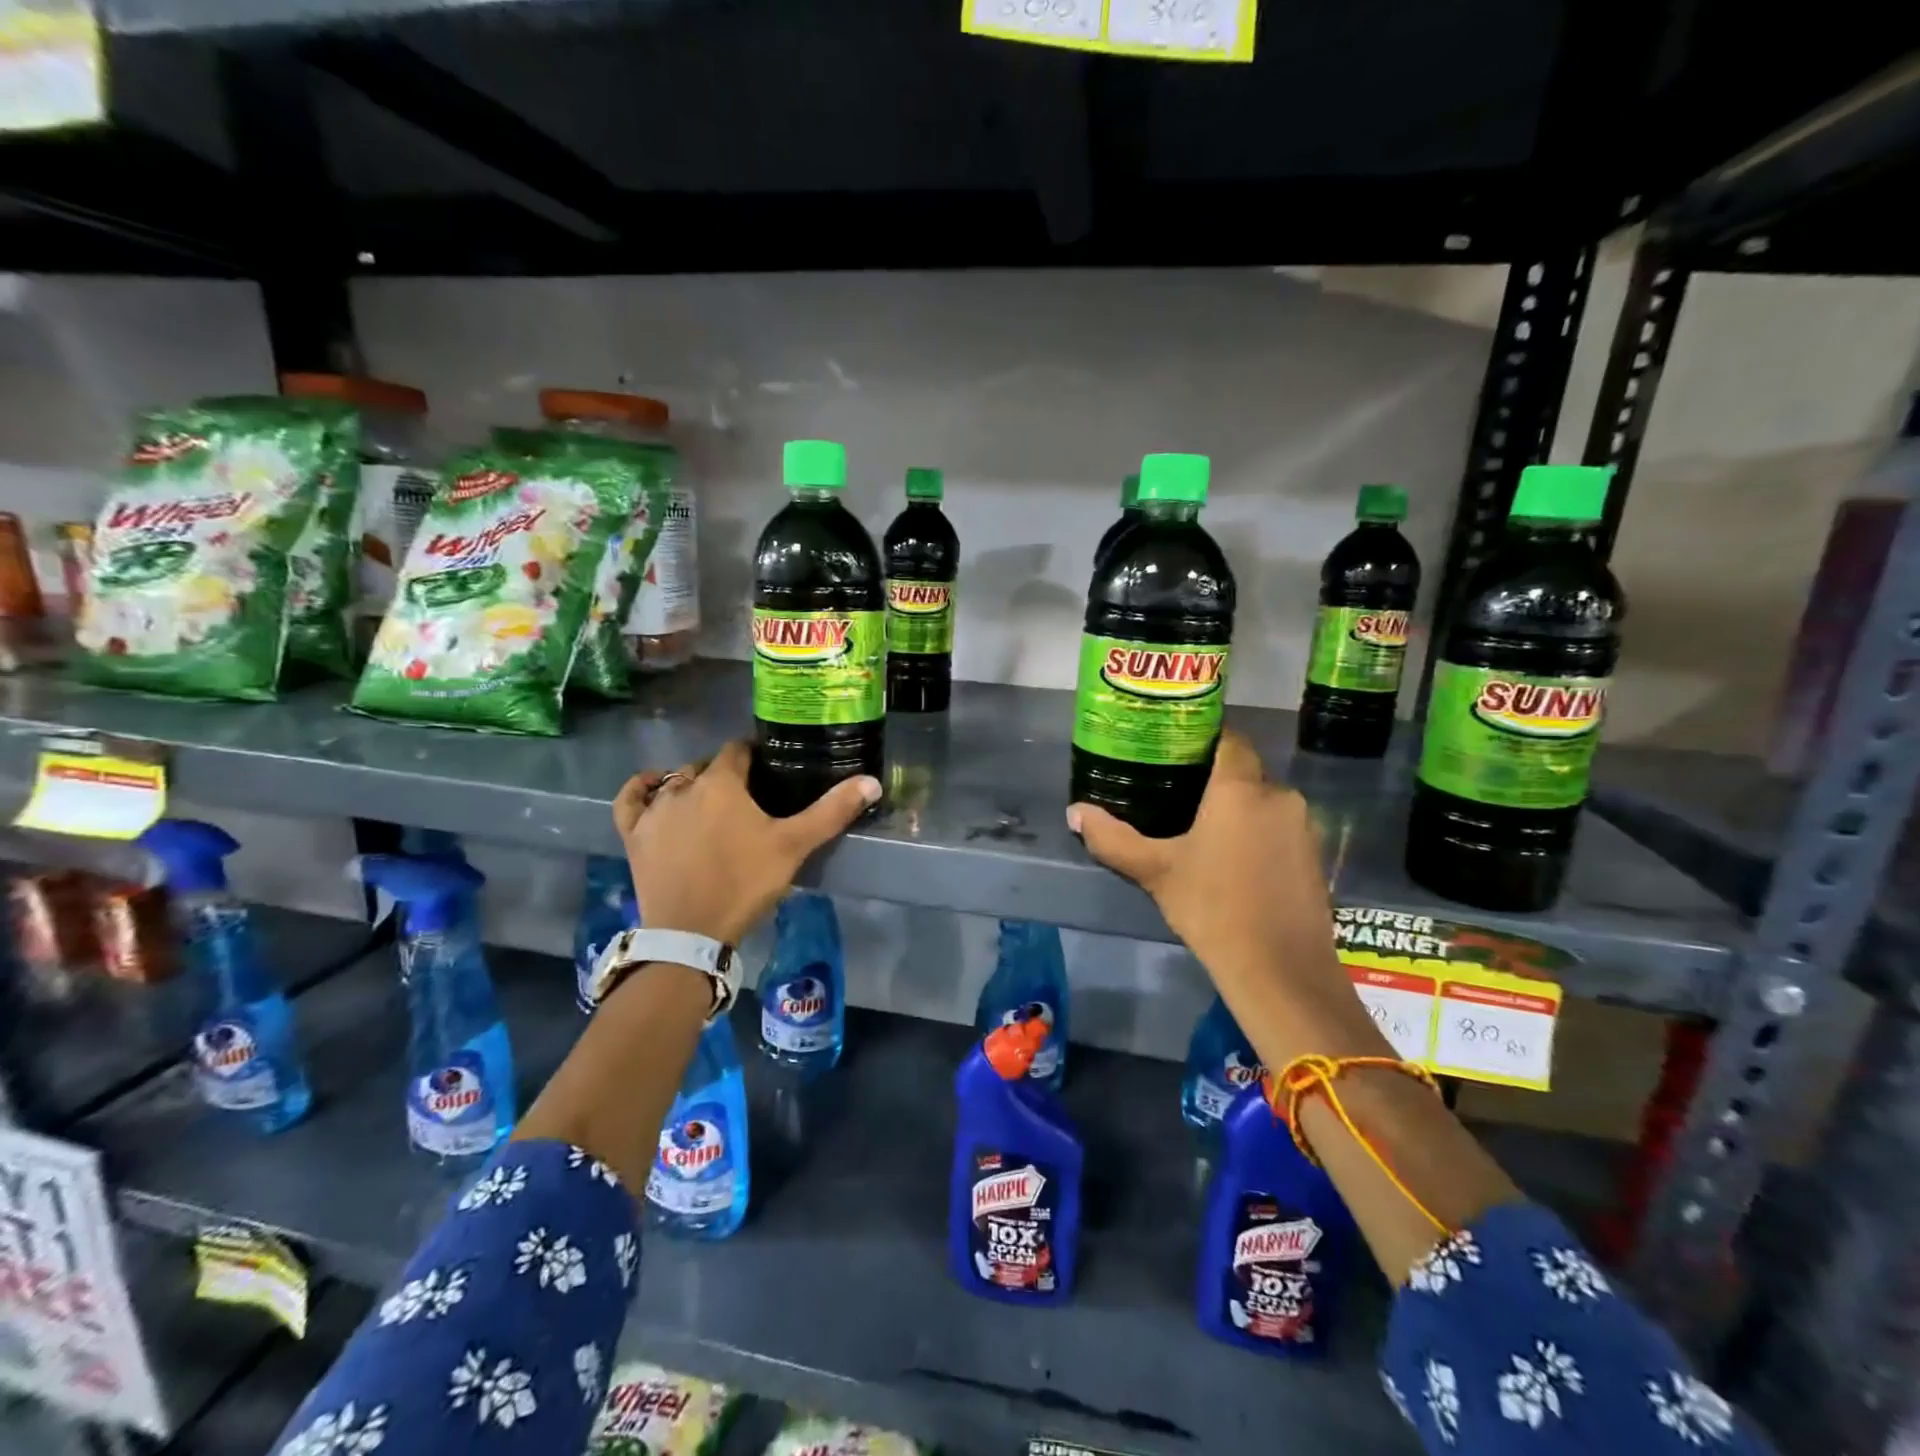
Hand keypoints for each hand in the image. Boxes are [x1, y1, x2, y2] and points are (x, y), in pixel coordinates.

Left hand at [614, 741, 878, 945]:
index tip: (769, 772)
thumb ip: (831, 811)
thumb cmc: (745, 883)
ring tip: (710, 804)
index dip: (754, 757)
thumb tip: (871, 781)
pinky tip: (653, 787)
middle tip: (747, 798)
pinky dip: (641, 789)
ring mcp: (653, 811)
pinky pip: (631, 799)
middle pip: (706, 766)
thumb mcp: (794, 846)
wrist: (691, 933)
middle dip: (725, 774)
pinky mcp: (634, 835)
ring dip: (691, 784)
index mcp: (721, 782)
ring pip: (674, 782)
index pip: (738, 751)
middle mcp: (683, 787)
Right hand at [1068, 731, 1343, 998]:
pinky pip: (1279, 829)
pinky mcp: (1315, 856)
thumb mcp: (1155, 871)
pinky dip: (1257, 834)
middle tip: (1176, 795)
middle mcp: (1279, 796)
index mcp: (1240, 788)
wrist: (1280, 970)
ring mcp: (1303, 827)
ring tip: (1201, 831)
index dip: (1202, 739)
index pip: (1228, 739)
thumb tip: (1075, 813)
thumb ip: (1112, 838)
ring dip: (1237, 810)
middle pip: (1244, 772)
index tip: (1173, 750)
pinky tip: (1234, 862)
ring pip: (1263, 802)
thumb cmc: (1212, 907)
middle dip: (1214, 780)